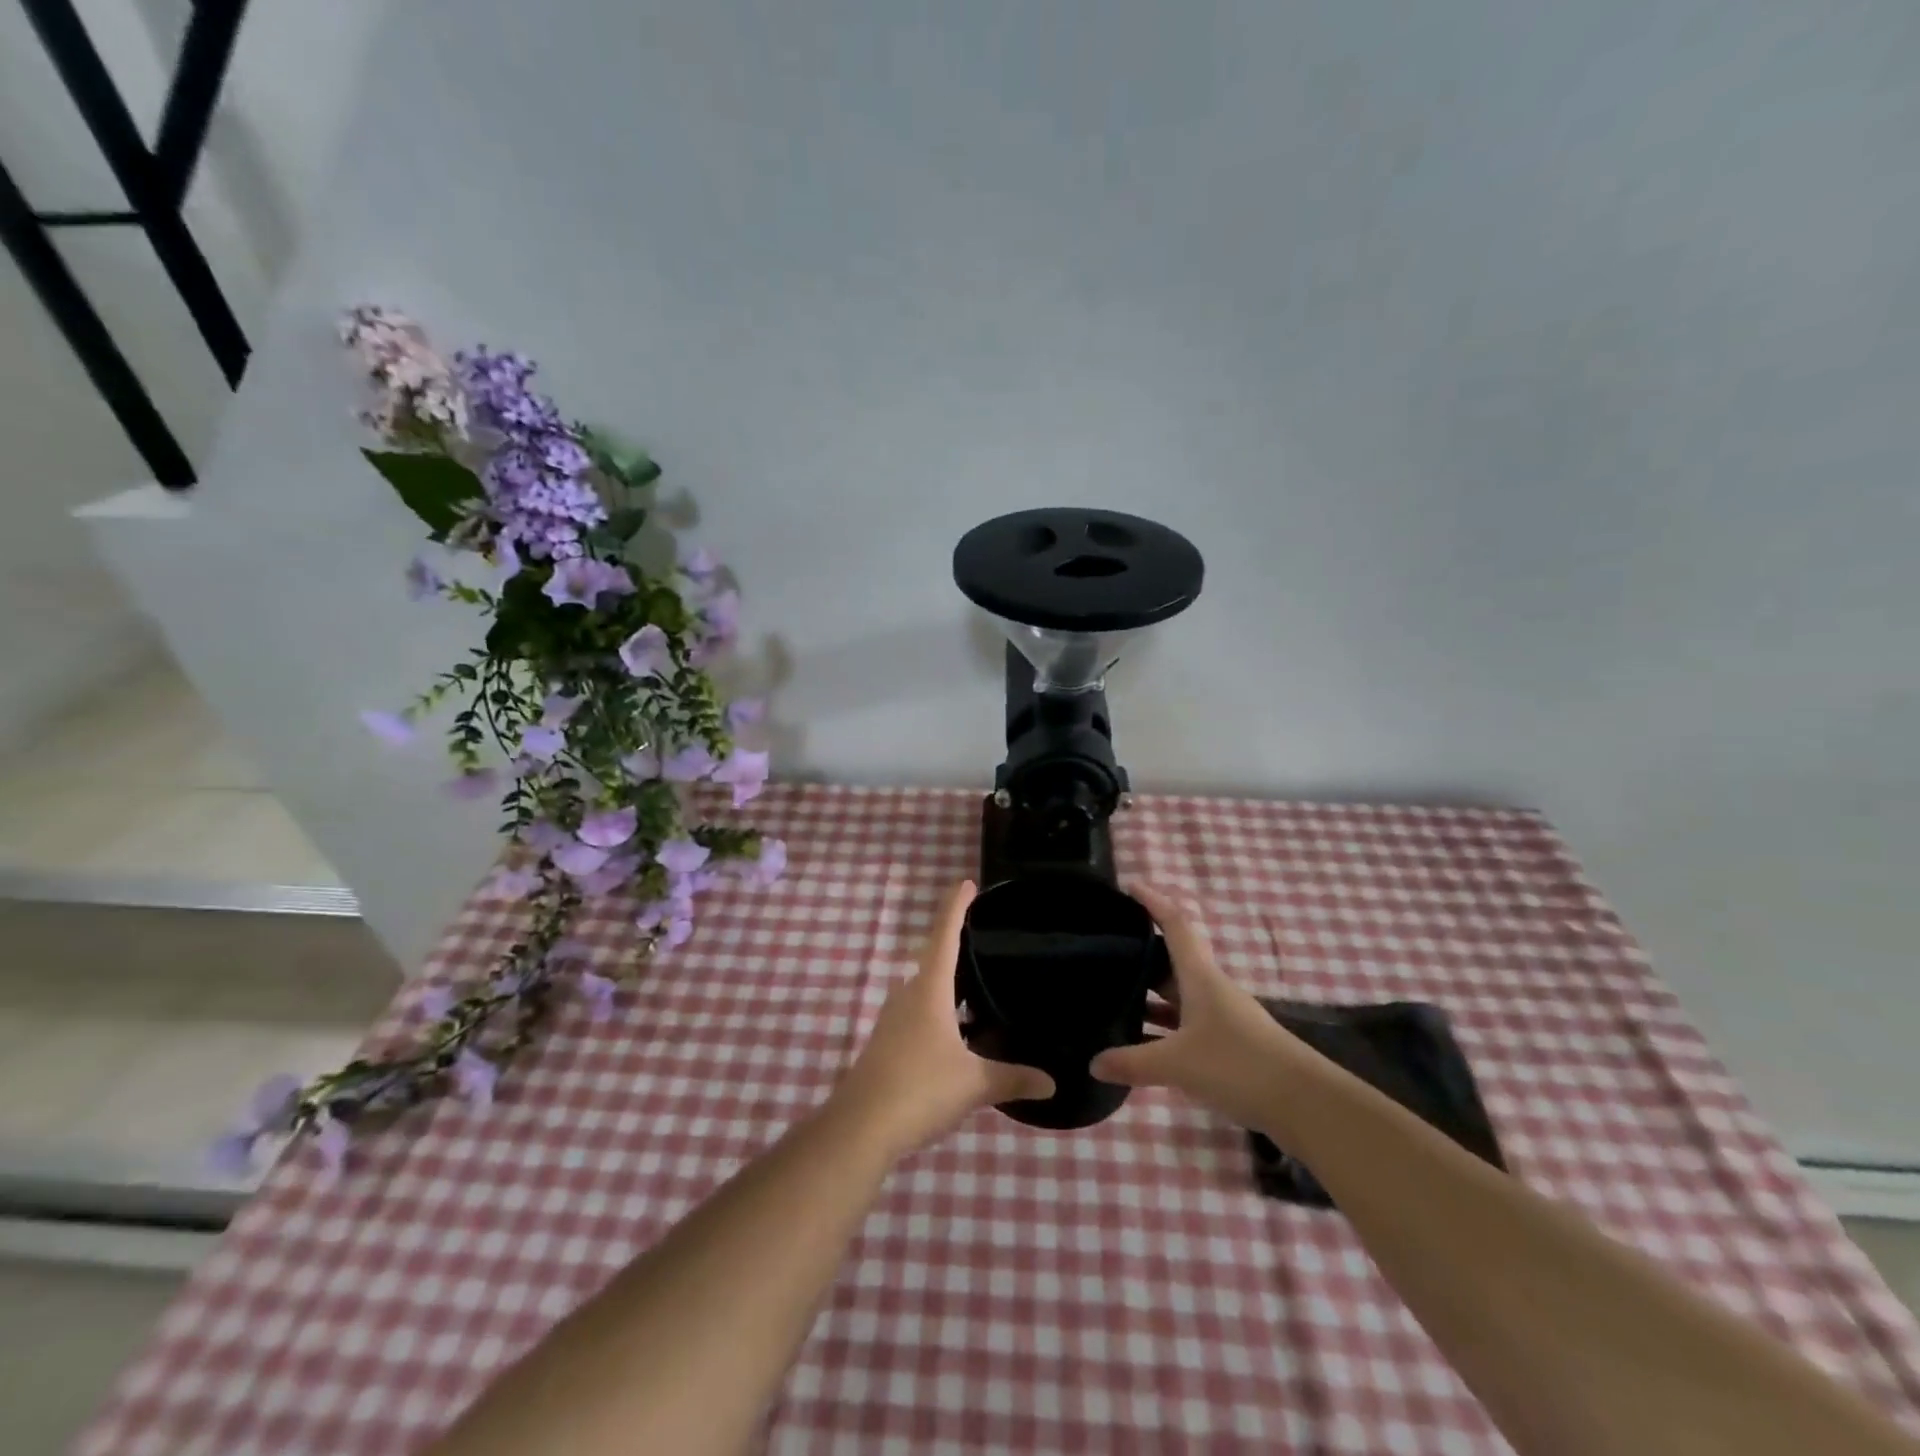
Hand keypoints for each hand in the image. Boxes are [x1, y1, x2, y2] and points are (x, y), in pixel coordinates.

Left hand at [832, 880, 1055, 1159]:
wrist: (860, 1127)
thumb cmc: (919, 1089)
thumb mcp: (973, 1084)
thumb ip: (1012, 1078)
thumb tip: (1052, 1081)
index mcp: (928, 990)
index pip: (944, 935)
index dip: (955, 907)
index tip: (966, 883)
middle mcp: (907, 996)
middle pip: (933, 960)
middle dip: (955, 946)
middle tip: (984, 938)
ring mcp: (893, 1021)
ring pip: (925, 990)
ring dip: (947, 984)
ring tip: (977, 987)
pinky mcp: (886, 1045)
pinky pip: (918, 1014)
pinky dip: (940, 1012)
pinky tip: (957, 1033)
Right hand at [1090, 882, 1312, 1129]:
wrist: (1304, 1103)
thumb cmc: (1238, 1065)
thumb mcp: (1178, 1064)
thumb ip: (1132, 1062)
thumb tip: (1093, 1062)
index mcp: (1200, 976)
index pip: (1174, 924)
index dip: (1153, 901)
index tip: (1128, 886)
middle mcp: (1210, 988)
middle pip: (1171, 959)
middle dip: (1141, 951)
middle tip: (1105, 949)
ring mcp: (1221, 1016)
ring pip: (1177, 994)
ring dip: (1150, 992)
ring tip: (1112, 993)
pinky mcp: (1228, 1044)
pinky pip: (1185, 1024)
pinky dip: (1162, 1026)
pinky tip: (1141, 1043)